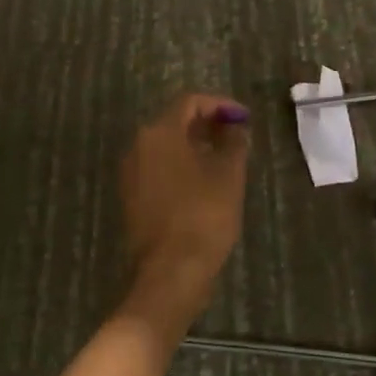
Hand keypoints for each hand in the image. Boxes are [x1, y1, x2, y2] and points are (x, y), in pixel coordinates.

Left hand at [118, 93, 249, 339]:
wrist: (171, 272)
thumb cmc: (204, 216)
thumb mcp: (228, 175)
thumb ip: (233, 142)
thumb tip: (235, 127)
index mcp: (160, 133)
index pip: (190, 102)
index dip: (220, 105)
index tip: (243, 118)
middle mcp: (139, 146)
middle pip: (174, 122)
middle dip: (207, 124)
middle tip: (236, 135)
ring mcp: (131, 172)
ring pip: (165, 146)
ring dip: (194, 145)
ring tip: (225, 158)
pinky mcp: (132, 196)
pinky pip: (158, 167)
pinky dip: (181, 165)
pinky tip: (204, 181)